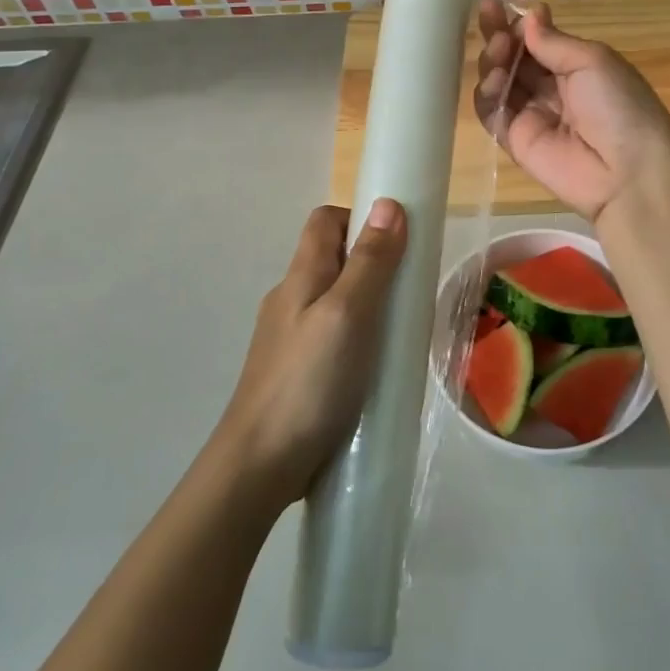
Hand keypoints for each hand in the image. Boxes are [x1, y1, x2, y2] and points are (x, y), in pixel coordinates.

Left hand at [215, 200, 406, 506]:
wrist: (259, 467)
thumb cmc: (308, 383)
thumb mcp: (347, 315)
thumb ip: (370, 262)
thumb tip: (388, 203)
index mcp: (301, 276)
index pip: (325, 220)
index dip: (361, 217)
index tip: (399, 241)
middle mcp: (291, 299)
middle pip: (334, 259)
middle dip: (375, 264)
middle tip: (410, 291)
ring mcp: (291, 338)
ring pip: (336, 301)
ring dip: (371, 305)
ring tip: (402, 332)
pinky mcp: (298, 372)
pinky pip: (334, 337)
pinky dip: (360, 339)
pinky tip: (379, 368)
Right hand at [473, 0, 669, 224]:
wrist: (627, 172)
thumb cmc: (619, 106)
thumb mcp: (594, 61)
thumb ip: (554, 41)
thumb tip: (529, 15)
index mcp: (578, 67)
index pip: (538, 40)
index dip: (518, 24)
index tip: (499, 5)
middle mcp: (553, 88)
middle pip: (515, 58)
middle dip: (499, 35)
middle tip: (488, 17)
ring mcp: (532, 115)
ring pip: (499, 81)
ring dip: (493, 60)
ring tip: (498, 50)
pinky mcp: (515, 140)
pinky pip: (492, 112)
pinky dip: (486, 94)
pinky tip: (494, 79)